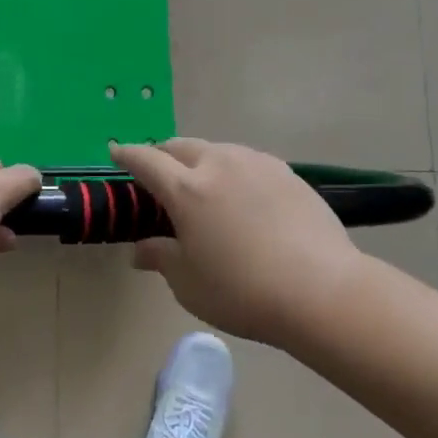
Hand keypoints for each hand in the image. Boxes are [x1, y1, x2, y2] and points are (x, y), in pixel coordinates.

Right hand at [112, 138, 363, 347]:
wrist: (322, 291)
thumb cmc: (242, 291)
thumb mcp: (188, 283)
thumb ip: (160, 257)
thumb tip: (140, 250)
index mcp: (187, 189)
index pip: (146, 160)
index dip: (127, 154)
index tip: (116, 151)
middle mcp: (219, 164)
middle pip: (181, 146)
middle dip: (164, 156)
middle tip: (159, 177)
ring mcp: (257, 164)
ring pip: (217, 150)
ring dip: (201, 162)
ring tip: (204, 188)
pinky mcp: (287, 173)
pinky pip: (248, 162)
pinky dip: (233, 172)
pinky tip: (243, 198)